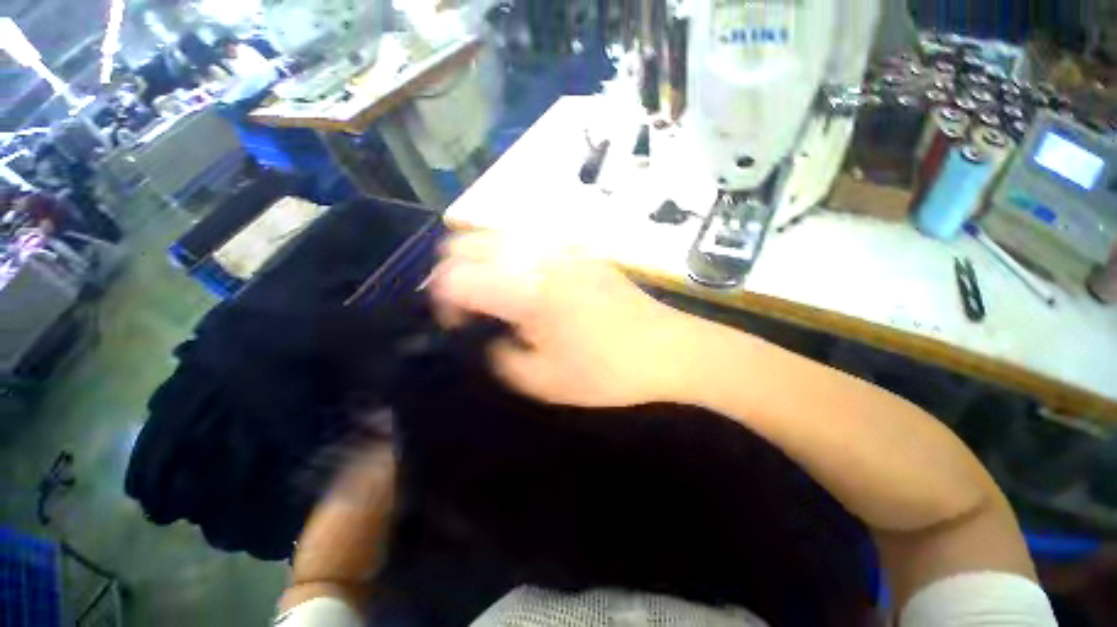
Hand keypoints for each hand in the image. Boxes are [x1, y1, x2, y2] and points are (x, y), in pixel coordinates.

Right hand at [431, 232, 696, 407]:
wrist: (667, 348)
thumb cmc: (607, 371)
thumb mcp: (544, 381)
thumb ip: (502, 359)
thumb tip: (490, 338)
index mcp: (526, 291)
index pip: (454, 277)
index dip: (441, 301)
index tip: (455, 325)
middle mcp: (538, 257)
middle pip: (466, 243)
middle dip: (452, 273)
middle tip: (465, 306)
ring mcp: (560, 247)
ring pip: (495, 232)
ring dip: (478, 258)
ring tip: (488, 291)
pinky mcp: (578, 249)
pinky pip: (527, 238)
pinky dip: (507, 253)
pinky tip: (521, 279)